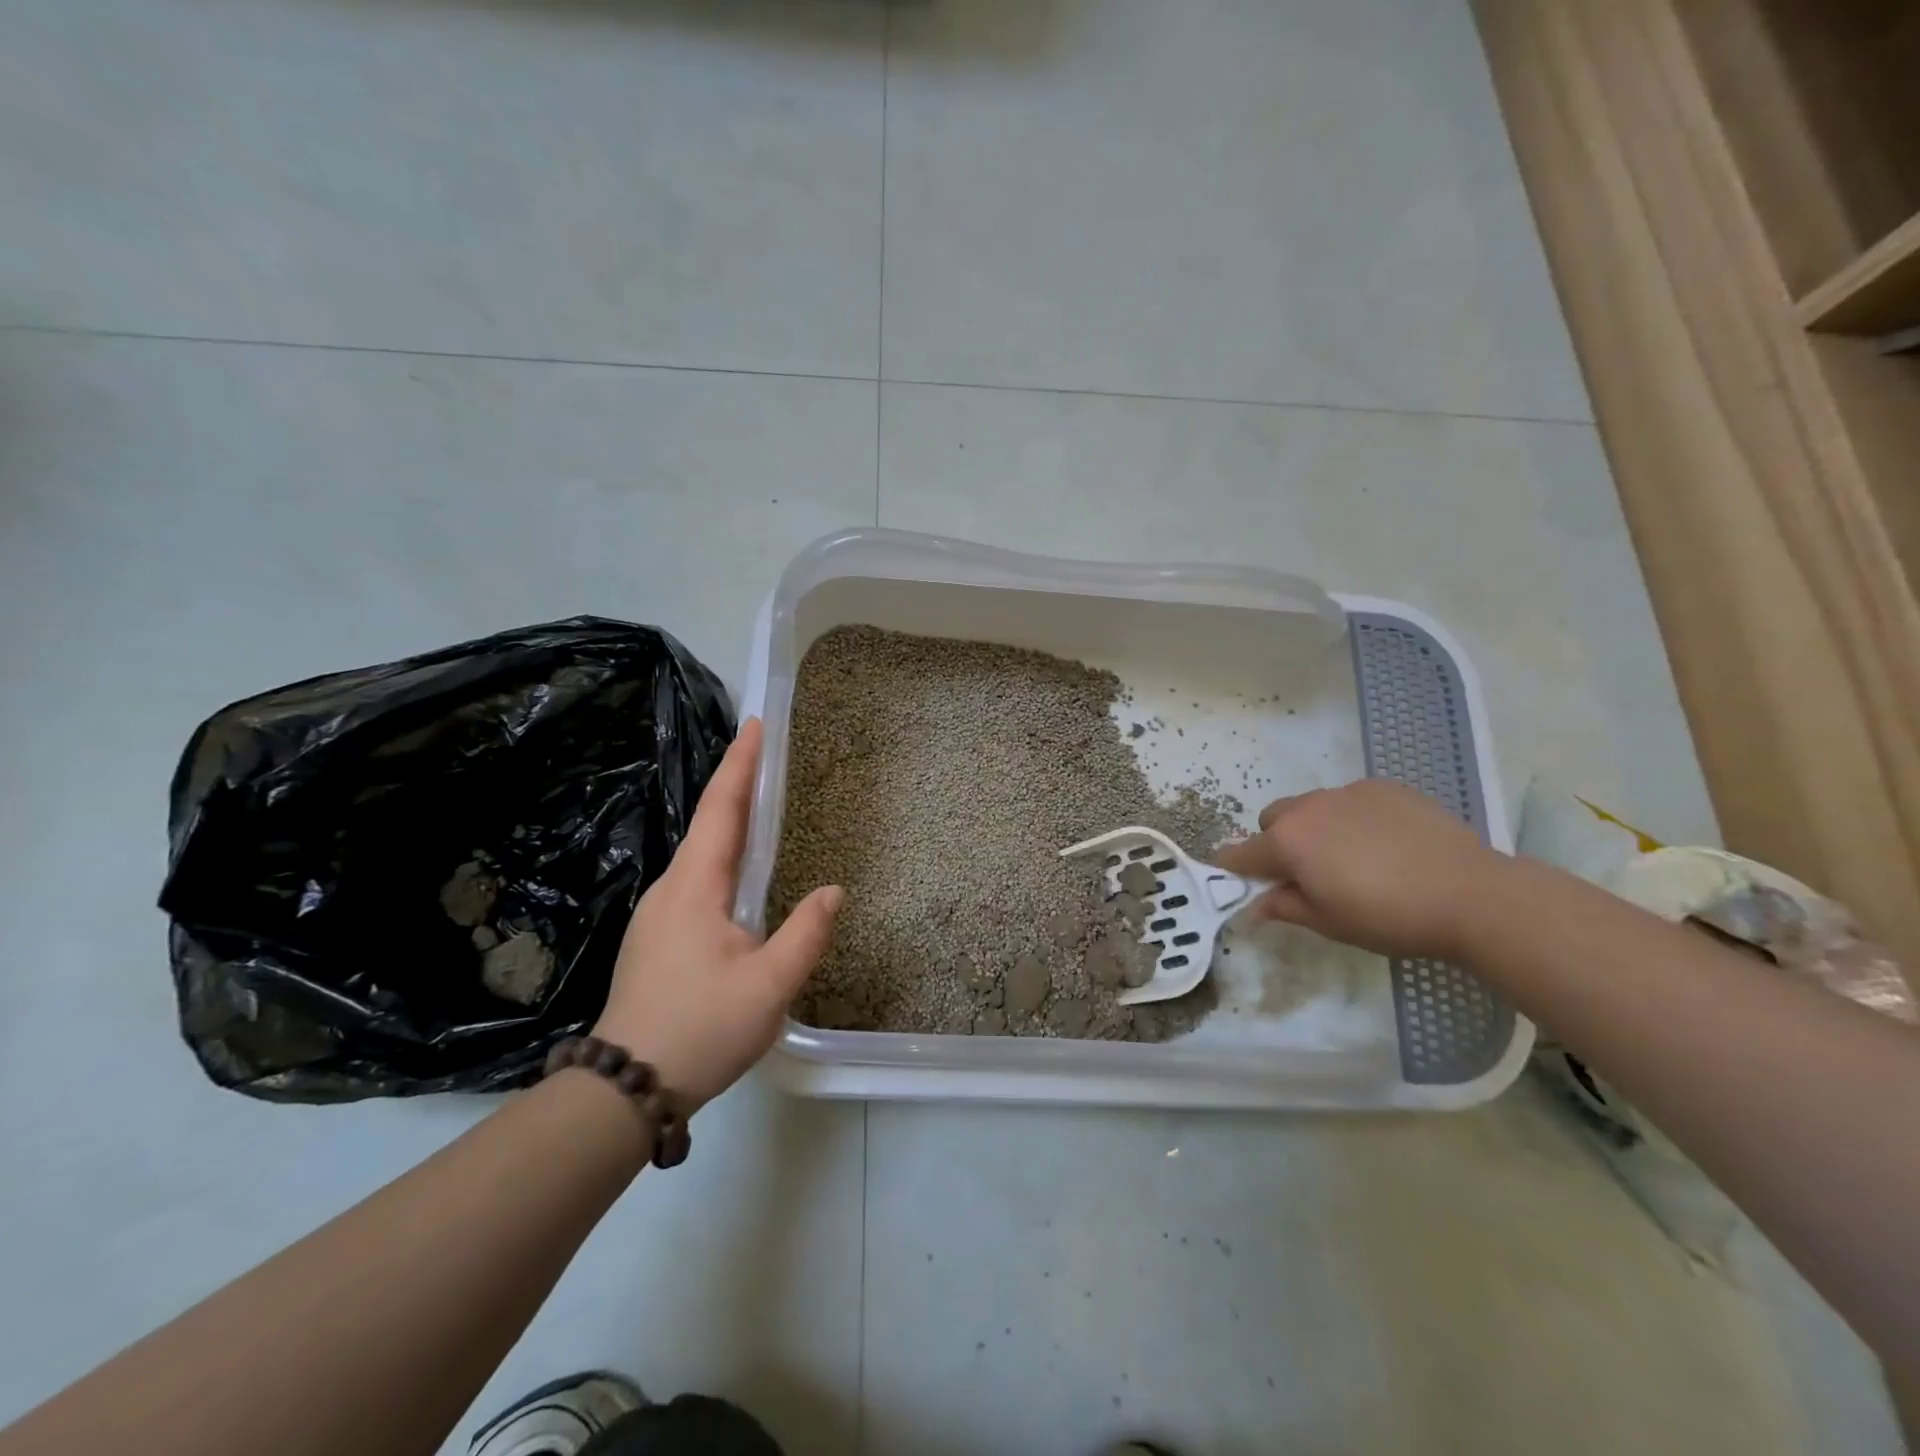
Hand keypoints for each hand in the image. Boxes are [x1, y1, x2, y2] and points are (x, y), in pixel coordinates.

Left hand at [593, 717, 841, 1111]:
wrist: (625, 1087)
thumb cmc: (701, 1028)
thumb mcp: (769, 985)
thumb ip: (805, 933)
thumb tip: (832, 891)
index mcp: (695, 887)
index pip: (721, 810)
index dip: (739, 765)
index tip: (754, 725)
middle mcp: (671, 889)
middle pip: (708, 824)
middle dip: (736, 785)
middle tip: (765, 756)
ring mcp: (658, 915)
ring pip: (699, 855)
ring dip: (728, 823)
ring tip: (759, 806)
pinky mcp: (657, 939)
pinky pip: (694, 881)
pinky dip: (720, 858)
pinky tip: (737, 875)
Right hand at [1213, 779, 1504, 959]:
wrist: (1470, 894)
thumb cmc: (1388, 917)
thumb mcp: (1328, 923)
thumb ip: (1284, 907)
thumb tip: (1254, 905)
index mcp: (1287, 842)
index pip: (1239, 853)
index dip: (1233, 869)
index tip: (1241, 883)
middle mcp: (1309, 808)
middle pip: (1273, 820)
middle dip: (1278, 843)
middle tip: (1309, 874)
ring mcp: (1348, 792)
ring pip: (1312, 806)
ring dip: (1315, 828)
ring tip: (1354, 858)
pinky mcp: (1384, 786)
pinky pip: (1351, 800)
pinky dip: (1353, 818)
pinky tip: (1386, 844)